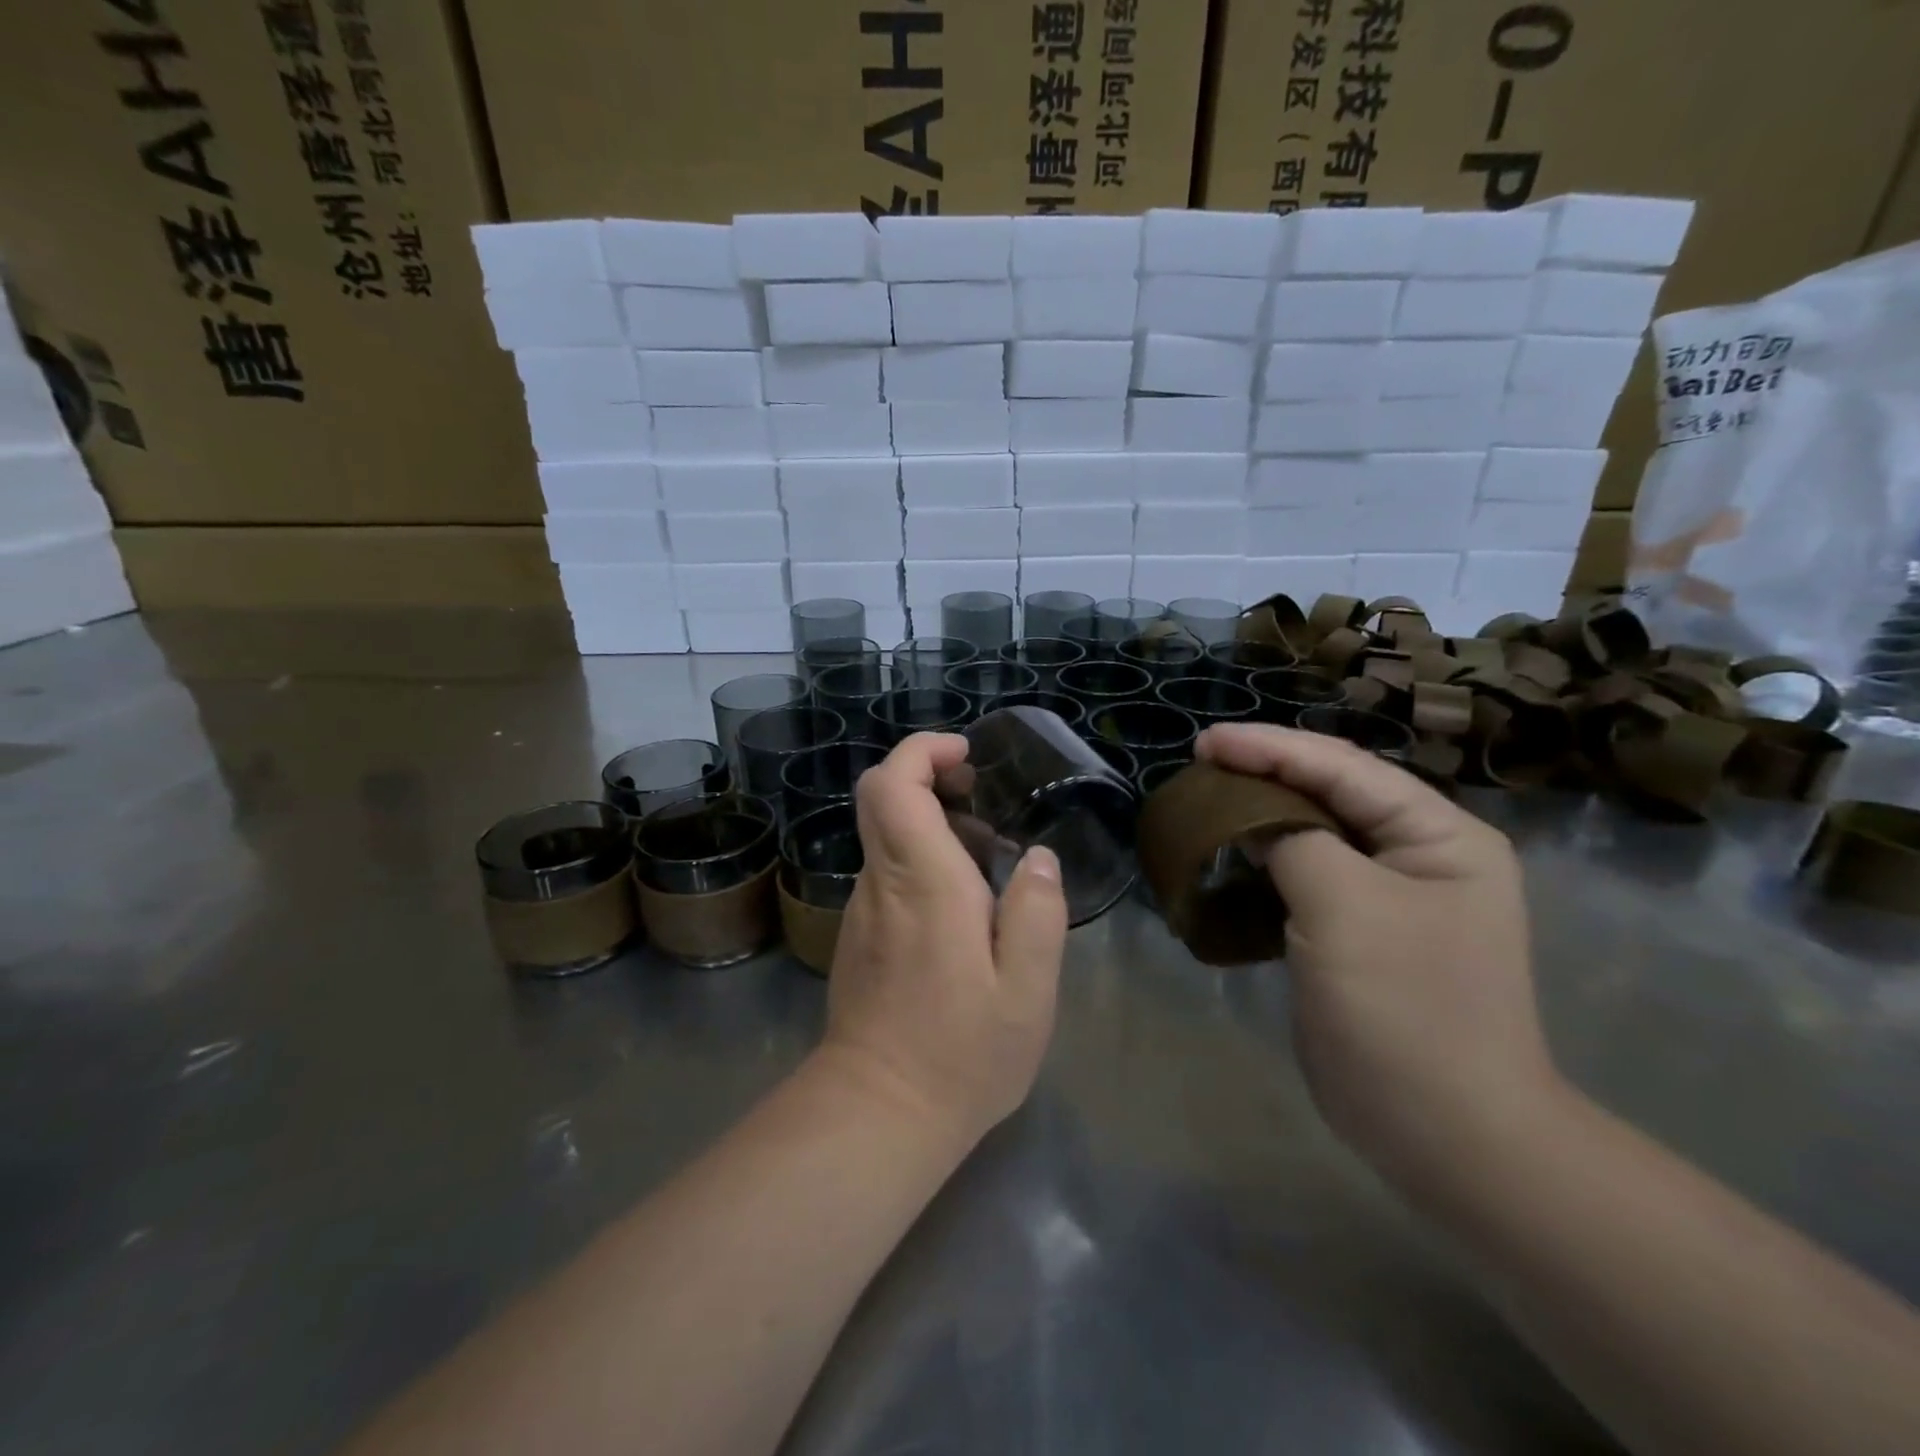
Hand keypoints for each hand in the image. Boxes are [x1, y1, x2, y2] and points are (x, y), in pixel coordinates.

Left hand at [814, 733, 1068, 1150]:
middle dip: (928, 776)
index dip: (923, 751)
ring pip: (886, 834)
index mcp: (922, 881)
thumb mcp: (1027, 991)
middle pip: (881, 796)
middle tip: (981, 799)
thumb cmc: (961, 1052)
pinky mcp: (858, 933)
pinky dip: (922, 860)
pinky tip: (964, 906)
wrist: (878, 1113)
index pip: (893, 784)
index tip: (966, 758)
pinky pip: (888, 872)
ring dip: (932, 823)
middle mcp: (882, 882)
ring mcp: (862, 908)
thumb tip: (1037, 858)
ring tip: (989, 860)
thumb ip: (1037, 913)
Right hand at [1198, 724, 1560, 1184]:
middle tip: (1200, 766)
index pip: (1344, 768)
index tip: (1204, 742)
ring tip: (1206, 802)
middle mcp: (1420, 855)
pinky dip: (1262, 864)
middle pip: (1330, 794)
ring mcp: (1389, 898)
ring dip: (1259, 817)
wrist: (1446, 1133)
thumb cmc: (1405, 1008)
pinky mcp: (1357, 935)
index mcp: (1439, 835)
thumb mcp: (1344, 906)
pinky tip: (1228, 857)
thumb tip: (1251, 821)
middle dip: (1264, 775)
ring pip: (1312, 835)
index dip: (1270, 748)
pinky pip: (1304, 879)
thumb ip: (1292, 841)